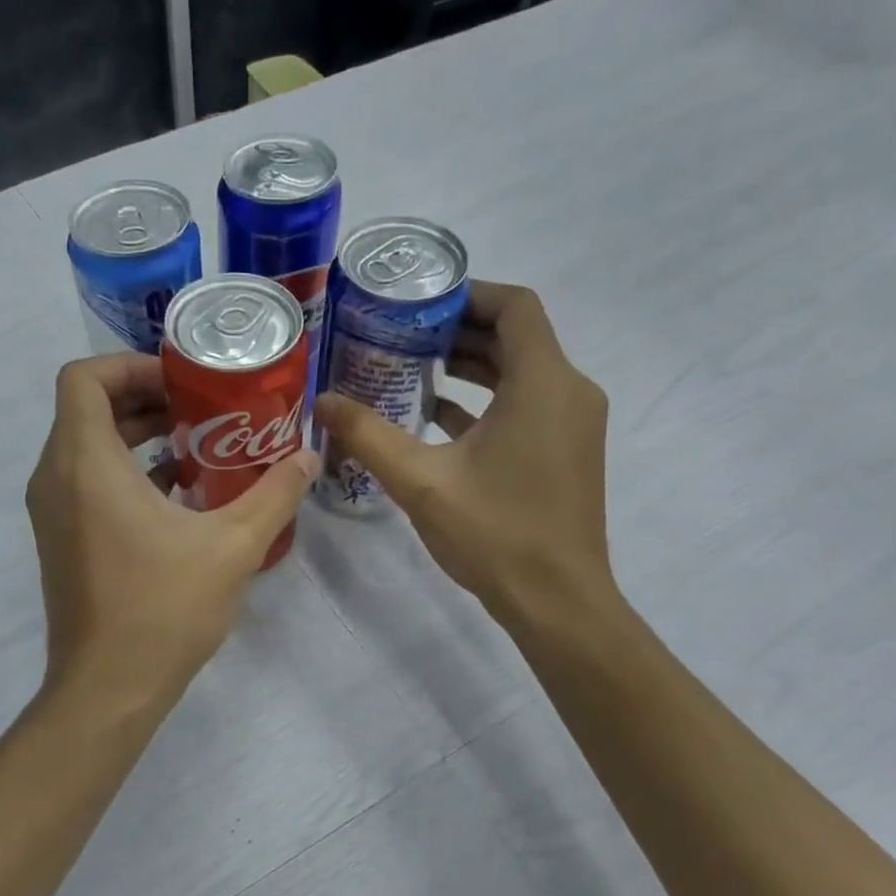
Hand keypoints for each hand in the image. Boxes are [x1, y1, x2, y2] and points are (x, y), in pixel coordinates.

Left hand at [26, 353, 316, 712]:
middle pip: (88, 408)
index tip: (183, 382)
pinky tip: (181, 493)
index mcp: (86, 464)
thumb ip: (274, 493)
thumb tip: (308, 456)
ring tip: (199, 443)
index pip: (85, 378)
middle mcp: (55, 478)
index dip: (132, 366)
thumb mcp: (233, 546)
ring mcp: (53, 512)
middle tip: (203, 406)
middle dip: (145, 399)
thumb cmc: (162, 609)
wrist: (107, 689)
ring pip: (87, 446)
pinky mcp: (61, 540)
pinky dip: (126, 472)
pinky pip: (86, 482)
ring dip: (137, 436)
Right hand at [313, 280, 618, 632]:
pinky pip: (526, 406)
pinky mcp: (566, 451)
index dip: (467, 294)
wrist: (557, 601)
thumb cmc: (495, 533)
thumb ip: (369, 434)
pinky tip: (436, 417)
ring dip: (470, 367)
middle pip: (516, 337)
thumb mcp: (421, 481)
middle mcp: (569, 391)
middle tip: (400, 335)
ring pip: (520, 373)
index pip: (514, 306)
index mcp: (543, 383)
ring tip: (411, 368)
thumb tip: (323, 400)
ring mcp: (573, 424)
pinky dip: (486, 401)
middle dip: (457, 331)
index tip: (418, 303)